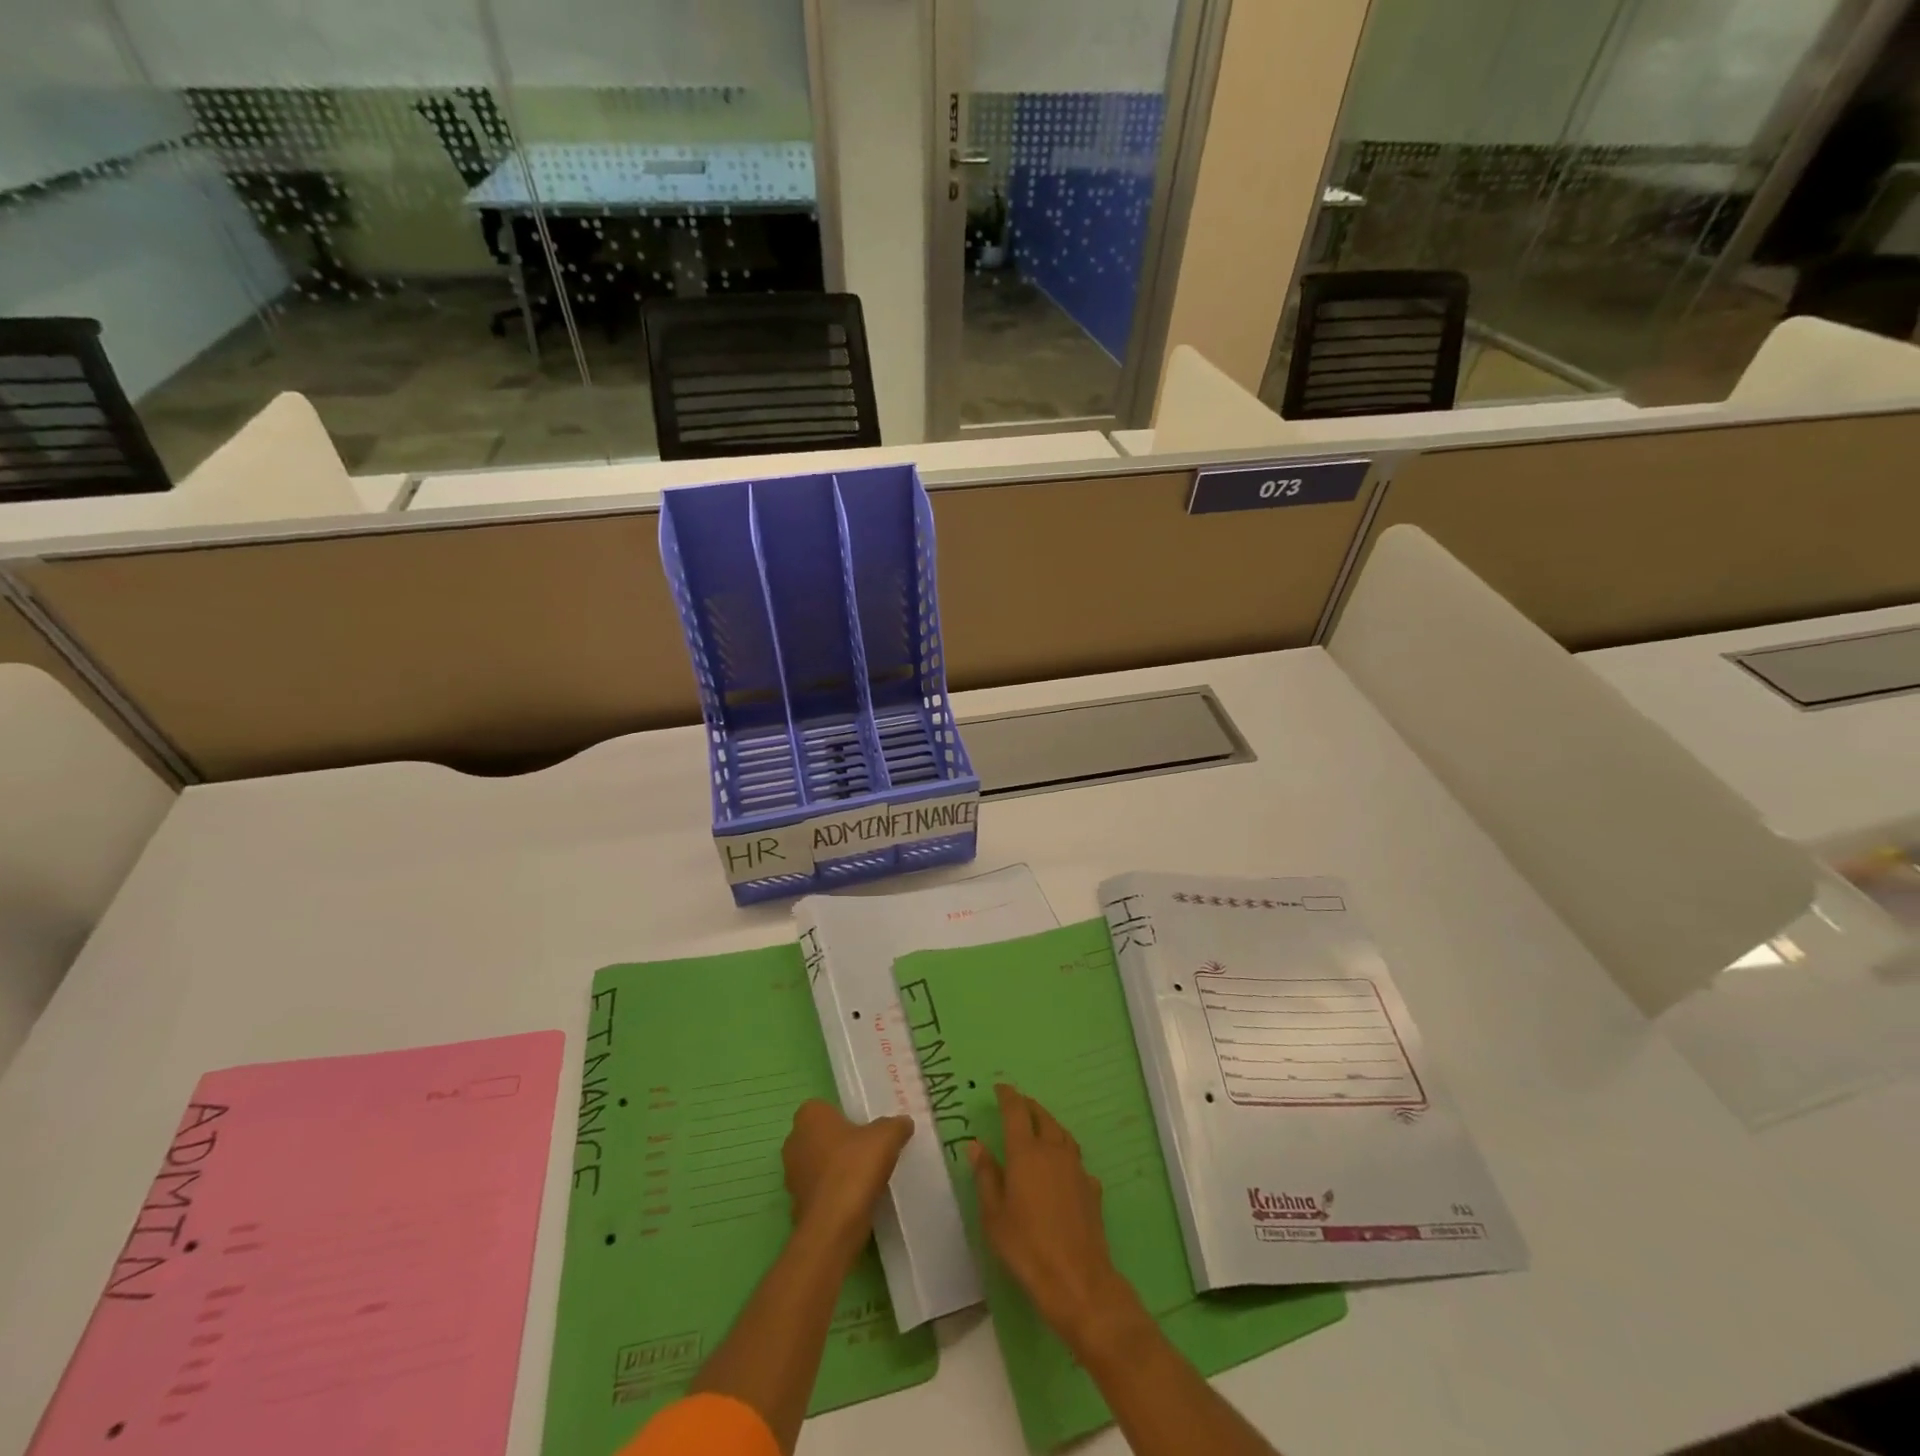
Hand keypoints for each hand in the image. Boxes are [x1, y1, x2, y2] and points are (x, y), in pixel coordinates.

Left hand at [782, 1100, 911, 1252]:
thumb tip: (903, 1123)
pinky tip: (854, 1200)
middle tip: (868, 1151)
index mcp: (810, 1116)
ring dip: (836, 1170)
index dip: (846, 1117)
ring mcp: (791, 1175)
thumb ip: (896, 1125)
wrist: (834, 1225)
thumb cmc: (855, 1167)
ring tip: (864, 1177)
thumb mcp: (887, 1137)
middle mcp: (794, 1141)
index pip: (826, 1108)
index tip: (866, 1129)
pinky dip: (832, 1195)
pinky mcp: (796, 1205)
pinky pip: (819, 1192)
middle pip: (821, 1136)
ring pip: (818, 1164)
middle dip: (840, 1143)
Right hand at [969, 1084, 1143, 1355]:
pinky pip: (1076, 1160)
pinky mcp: (1092, 1188)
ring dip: (1049, 1124)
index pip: (1016, 1111)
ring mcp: (1076, 1168)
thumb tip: (977, 1145)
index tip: (1000, 1088)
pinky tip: (1061, 1168)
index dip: (1008, 1096)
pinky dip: (1065, 1154)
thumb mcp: (994, 1215)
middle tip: (1018, 1104)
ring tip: (1040, 1127)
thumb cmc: (1026, 1247)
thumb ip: (986, 1176)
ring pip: (1062, 1134)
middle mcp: (1053, 1151)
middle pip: (1042, 1117)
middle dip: (1029, 1106)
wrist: (1077, 1279)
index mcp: (1026, 1152)